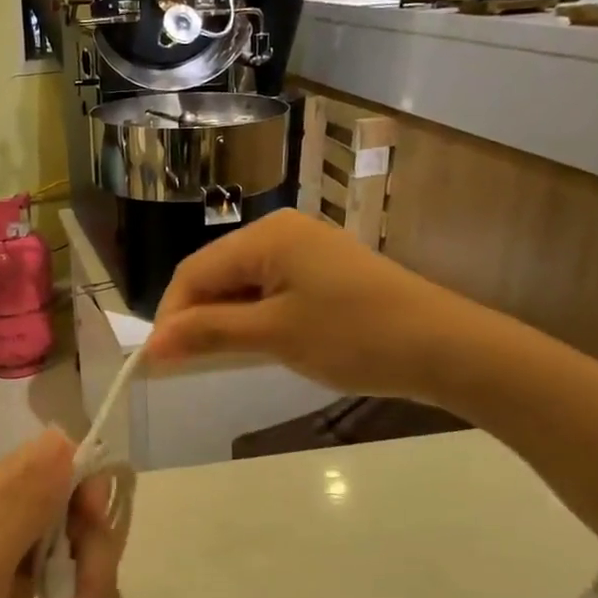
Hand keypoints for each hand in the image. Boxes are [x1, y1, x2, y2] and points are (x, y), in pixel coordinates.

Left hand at [0, 431, 121, 597]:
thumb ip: (24, 501)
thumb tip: (63, 436)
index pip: (63, 463)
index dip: (91, 492)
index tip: (91, 535)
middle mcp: (1, 518)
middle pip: (78, 515)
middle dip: (94, 565)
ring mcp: (3, 560)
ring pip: (74, 554)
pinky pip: (58, 588)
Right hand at [146, 209, 492, 402]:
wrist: (445, 348)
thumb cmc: (354, 336)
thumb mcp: (273, 336)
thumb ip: (208, 333)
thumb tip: (152, 345)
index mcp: (266, 235)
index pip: (194, 272)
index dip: (171, 316)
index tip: (157, 362)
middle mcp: (280, 231)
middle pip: (216, 273)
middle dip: (196, 318)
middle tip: (183, 366)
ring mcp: (305, 249)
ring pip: (241, 283)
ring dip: (223, 320)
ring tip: (214, 360)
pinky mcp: (322, 270)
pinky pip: (269, 289)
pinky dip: (252, 317)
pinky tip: (253, 345)